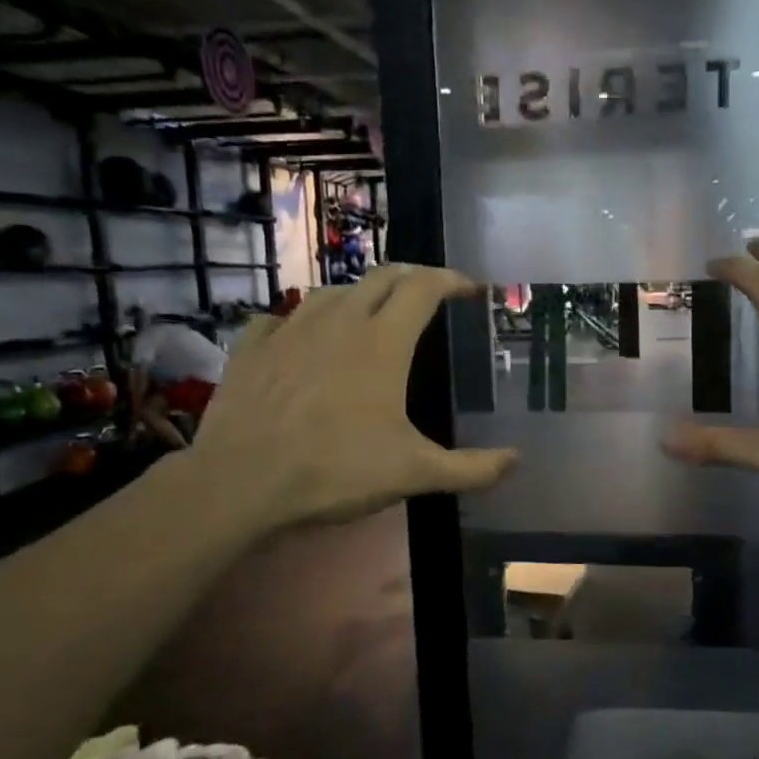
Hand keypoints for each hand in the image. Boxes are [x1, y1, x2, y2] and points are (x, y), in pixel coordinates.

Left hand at [185, 267, 516, 533]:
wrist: (242, 482)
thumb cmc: (336, 470)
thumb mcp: (414, 474)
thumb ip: (471, 468)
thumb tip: (516, 461)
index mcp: (383, 342)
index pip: (423, 287)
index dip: (450, 279)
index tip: (469, 288)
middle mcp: (338, 321)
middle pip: (380, 277)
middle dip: (411, 277)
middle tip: (428, 294)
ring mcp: (289, 330)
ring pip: (331, 292)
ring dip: (358, 294)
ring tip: (370, 313)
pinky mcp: (252, 348)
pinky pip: (279, 318)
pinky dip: (299, 321)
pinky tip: (300, 338)